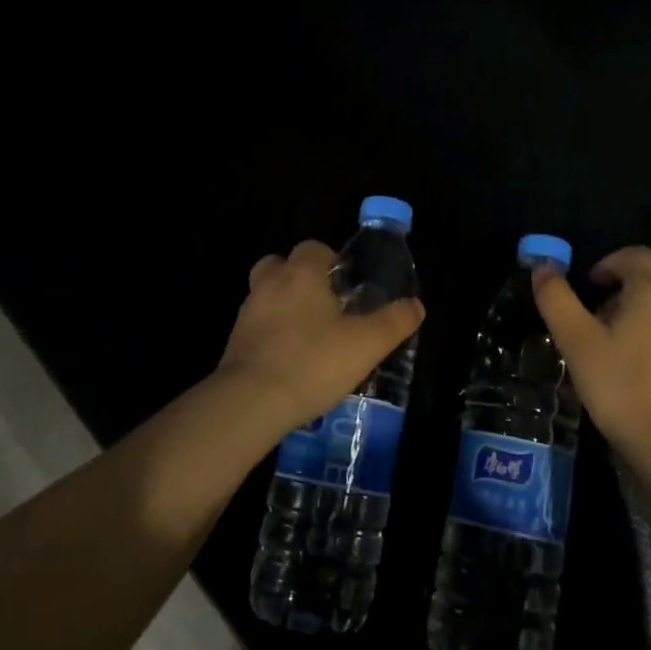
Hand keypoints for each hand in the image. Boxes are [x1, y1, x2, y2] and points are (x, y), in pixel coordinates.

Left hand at [213, 240, 424, 436]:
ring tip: (308, 335)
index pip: (313, 247)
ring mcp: (247, 312)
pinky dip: (270, 334)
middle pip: (281, 264)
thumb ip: (394, 322)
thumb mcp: (367, 344)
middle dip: (301, 278)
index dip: (331, 260)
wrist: (250, 402)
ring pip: (266, 294)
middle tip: (325, 305)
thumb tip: (416, 305)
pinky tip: (289, 360)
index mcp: (301, 273)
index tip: (346, 286)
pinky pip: (256, 326)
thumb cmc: (313, 362)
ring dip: (284, 306)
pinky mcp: (234, 342)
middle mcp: (269, 283)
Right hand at [532, 246, 650, 473]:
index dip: (610, 264)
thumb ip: (557, 300)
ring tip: (621, 362)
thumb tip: (543, 265)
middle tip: (597, 331)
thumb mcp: (578, 345)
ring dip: (645, 326)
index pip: (635, 255)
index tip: (591, 288)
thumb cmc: (625, 391)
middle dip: (623, 299)